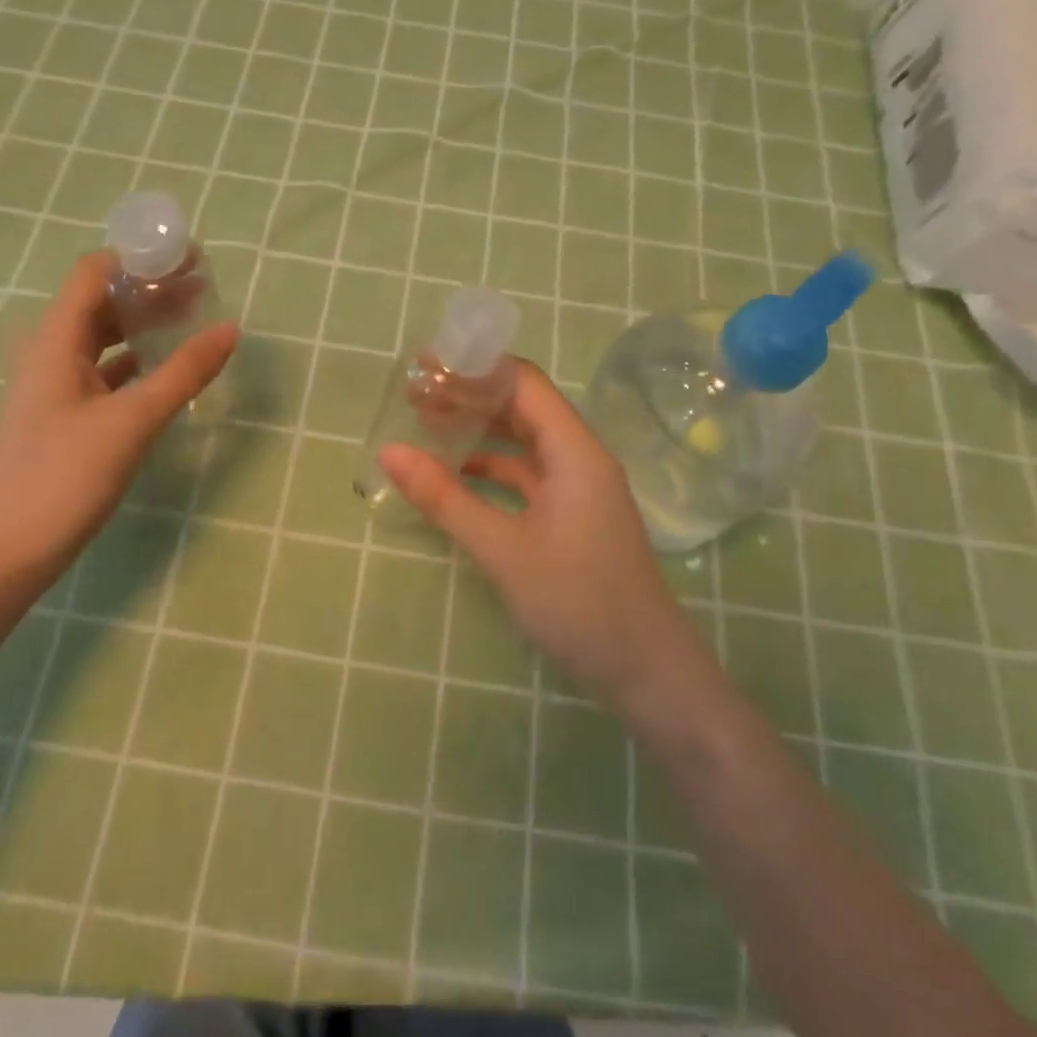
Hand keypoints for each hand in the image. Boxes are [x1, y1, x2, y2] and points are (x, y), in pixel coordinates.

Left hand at [0, 251, 236, 590]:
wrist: (8, 548)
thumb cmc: (65, 475)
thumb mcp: (132, 420)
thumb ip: (183, 372)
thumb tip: (230, 328)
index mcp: (55, 339)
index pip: (95, 272)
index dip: (139, 257)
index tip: (188, 258)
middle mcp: (51, 352)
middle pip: (102, 301)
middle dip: (151, 289)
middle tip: (204, 288)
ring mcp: (56, 385)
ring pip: (105, 337)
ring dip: (146, 324)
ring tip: (194, 320)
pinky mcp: (66, 414)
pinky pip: (106, 370)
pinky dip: (137, 360)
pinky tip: (168, 370)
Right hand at [378, 361, 710, 721]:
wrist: (647, 671)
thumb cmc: (578, 602)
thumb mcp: (502, 549)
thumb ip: (445, 498)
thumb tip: (389, 452)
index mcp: (574, 451)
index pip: (524, 383)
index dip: (475, 368)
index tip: (425, 365)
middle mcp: (580, 458)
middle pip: (523, 407)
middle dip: (471, 396)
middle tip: (415, 395)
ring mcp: (579, 488)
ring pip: (525, 442)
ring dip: (481, 431)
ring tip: (428, 425)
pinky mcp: (573, 516)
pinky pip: (528, 475)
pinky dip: (493, 468)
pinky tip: (458, 474)